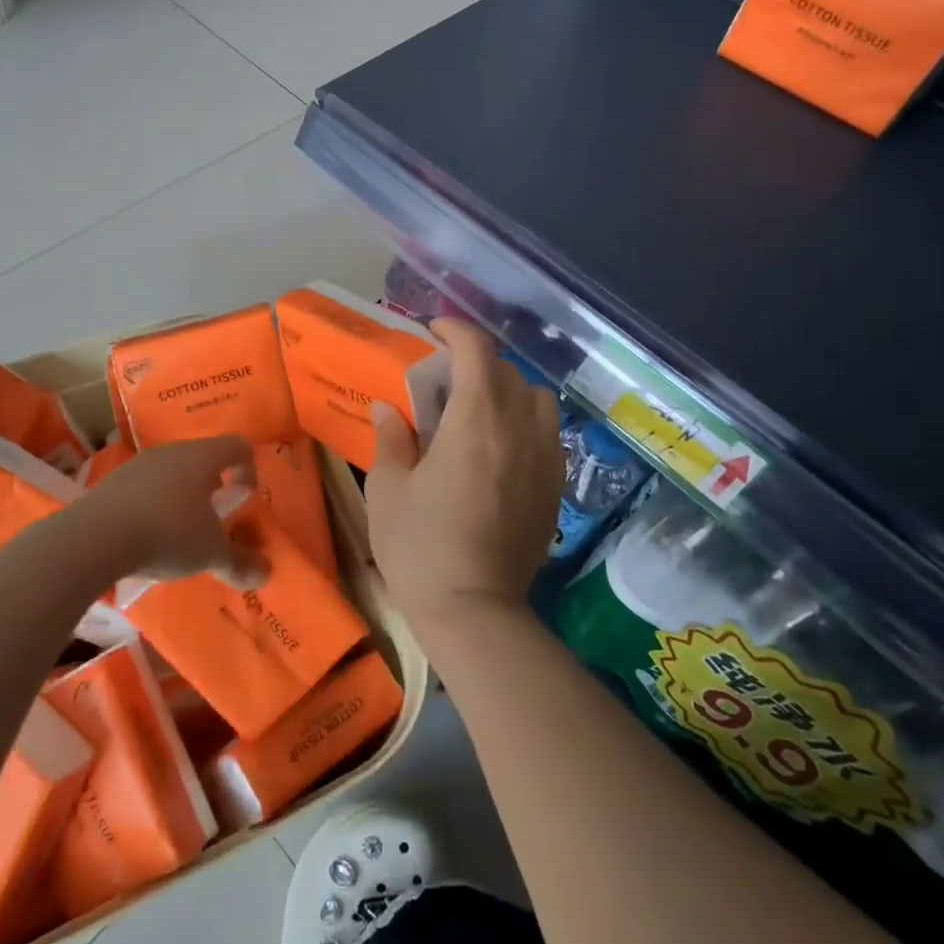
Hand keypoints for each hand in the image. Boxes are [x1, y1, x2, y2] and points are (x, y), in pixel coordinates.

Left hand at [72, 434, 260, 583]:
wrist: (94, 539)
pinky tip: (146, 535)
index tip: (245, 498)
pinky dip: (153, 505)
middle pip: (203, 457)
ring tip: (180, 531)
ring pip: (172, 471)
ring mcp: (138, 464)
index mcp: (203, 457)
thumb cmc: (167, 534)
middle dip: (214, 485)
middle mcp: (172, 451)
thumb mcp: (210, 553)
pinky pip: (144, 487)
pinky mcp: (111, 482)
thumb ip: (239, 562)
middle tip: (214, 518)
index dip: (249, 468)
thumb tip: (264, 574)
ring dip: (182, 495)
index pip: (238, 445)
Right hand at [365, 319, 562, 633]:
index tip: (433, 331)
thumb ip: (391, 438)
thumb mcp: (388, 489)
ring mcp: (544, 458)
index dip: (456, 331)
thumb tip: (388, 408)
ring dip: (508, 390)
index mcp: (476, 421)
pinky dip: (525, 421)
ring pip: (536, 398)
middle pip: (506, 371)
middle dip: (474, 363)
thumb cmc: (420, 548)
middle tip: (443, 381)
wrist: (474, 612)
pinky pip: (548, 432)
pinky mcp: (555, 486)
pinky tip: (500, 448)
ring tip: (479, 411)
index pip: (477, 351)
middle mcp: (519, 429)